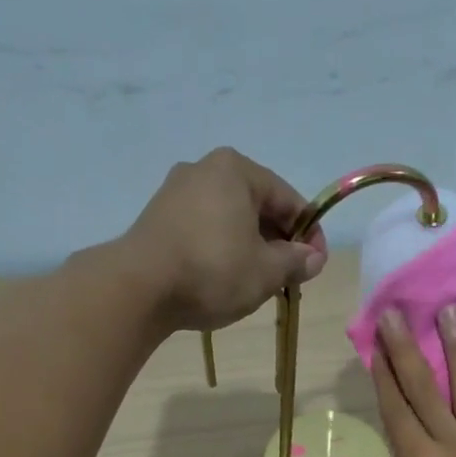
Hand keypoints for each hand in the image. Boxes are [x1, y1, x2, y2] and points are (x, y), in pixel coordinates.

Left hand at [120, 147, 328, 331]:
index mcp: (237, 170)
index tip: (316, 266)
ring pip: (231, 219)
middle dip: (279, 242)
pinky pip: (205, 229)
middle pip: (258, 206)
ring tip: (258, 282)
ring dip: (251, 248)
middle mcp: (205, 169)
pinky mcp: (159, 217)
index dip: (310, 235)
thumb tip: (314, 258)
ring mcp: (177, 191)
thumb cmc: (213, 271)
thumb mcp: (266, 271)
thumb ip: (296, 262)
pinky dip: (223, 249)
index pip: (289, 200)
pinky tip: (226, 278)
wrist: (139, 287)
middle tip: (288, 278)